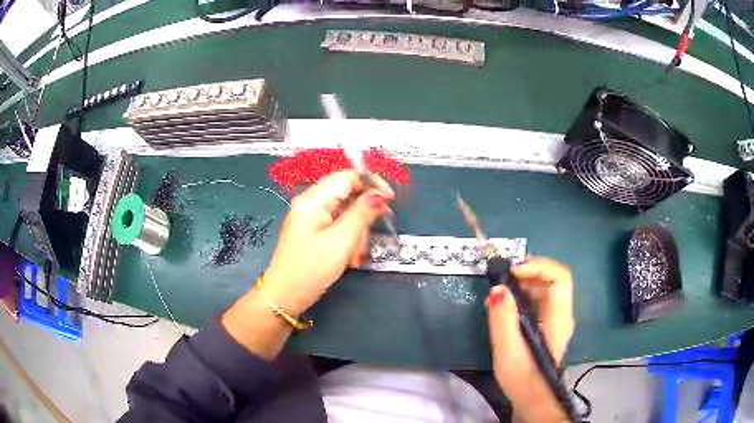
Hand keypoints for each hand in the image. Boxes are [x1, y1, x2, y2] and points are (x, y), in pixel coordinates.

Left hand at [263, 170, 393, 315]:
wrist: (285, 296)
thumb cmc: (311, 269)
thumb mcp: (341, 241)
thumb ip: (362, 214)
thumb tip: (380, 195)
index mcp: (313, 200)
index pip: (347, 177)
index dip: (372, 183)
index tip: (391, 200)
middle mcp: (311, 203)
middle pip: (347, 194)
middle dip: (363, 215)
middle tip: (372, 235)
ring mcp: (311, 218)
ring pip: (345, 213)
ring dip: (357, 232)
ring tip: (355, 255)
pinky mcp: (314, 231)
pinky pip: (338, 226)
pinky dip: (348, 239)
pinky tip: (350, 257)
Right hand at [487, 257, 573, 422]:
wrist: (531, 397)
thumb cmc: (521, 376)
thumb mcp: (507, 349)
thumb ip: (503, 318)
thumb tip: (497, 288)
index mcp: (559, 317)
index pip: (560, 277)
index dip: (538, 266)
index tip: (512, 271)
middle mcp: (562, 313)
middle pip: (551, 278)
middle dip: (527, 271)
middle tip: (500, 276)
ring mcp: (555, 318)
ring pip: (543, 287)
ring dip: (522, 282)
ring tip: (498, 290)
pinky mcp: (546, 324)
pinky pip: (537, 299)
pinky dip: (520, 294)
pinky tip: (503, 304)